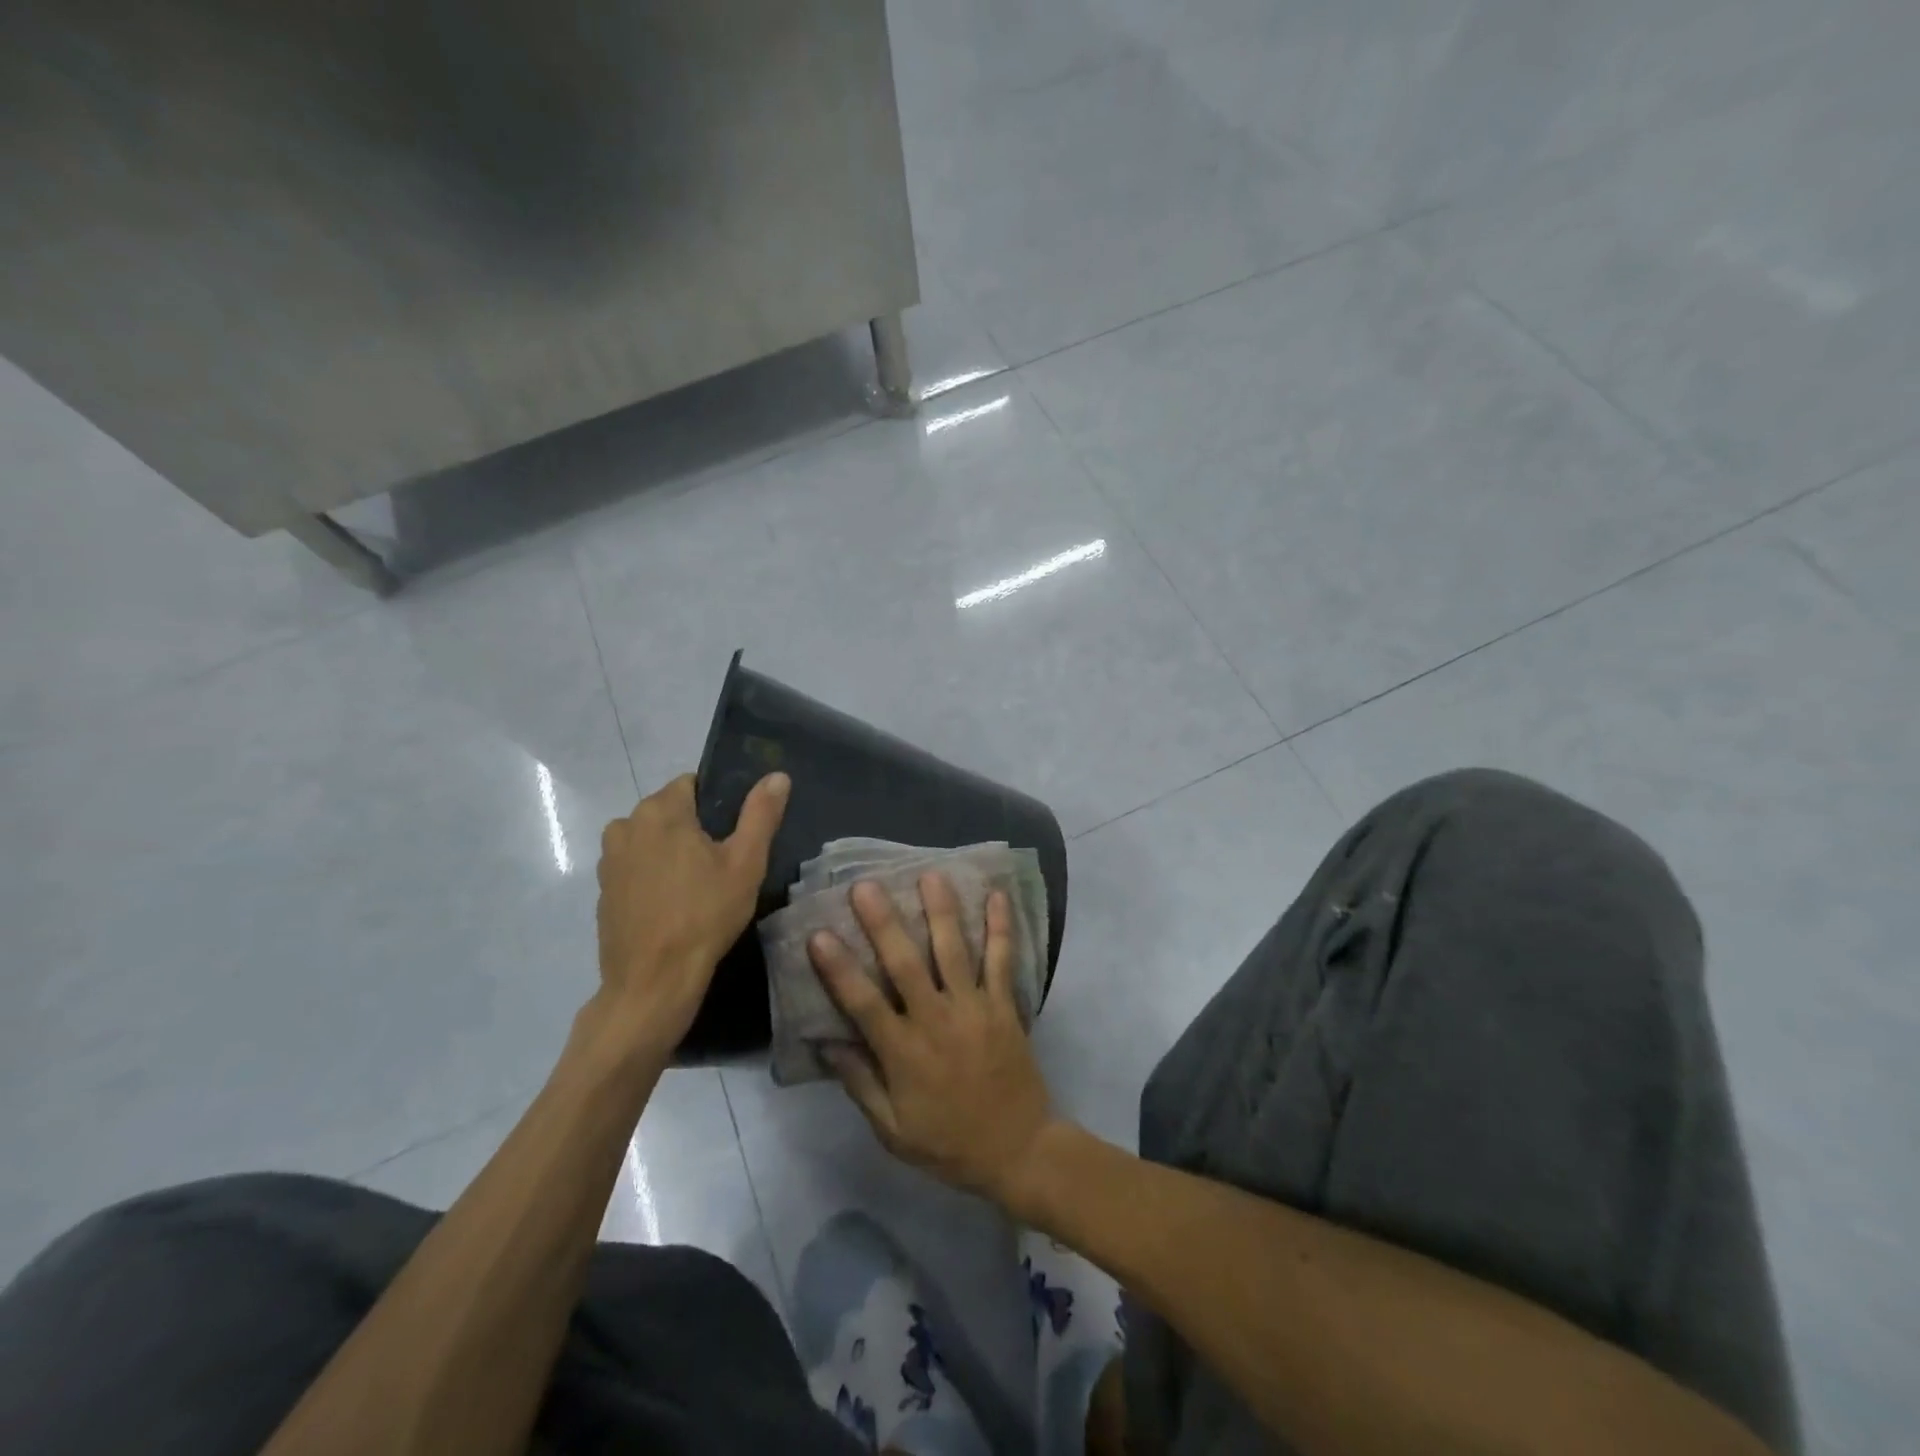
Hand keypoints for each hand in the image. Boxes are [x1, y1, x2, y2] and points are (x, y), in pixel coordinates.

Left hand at [594, 772, 788, 1055]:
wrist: (653, 981)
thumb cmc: (704, 915)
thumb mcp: (746, 863)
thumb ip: (761, 814)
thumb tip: (777, 775)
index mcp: (660, 810)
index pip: (692, 785)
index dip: (717, 805)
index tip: (734, 835)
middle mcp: (625, 825)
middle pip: (669, 811)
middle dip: (694, 828)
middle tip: (723, 863)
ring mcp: (609, 859)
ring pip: (651, 839)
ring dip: (672, 851)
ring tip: (699, 885)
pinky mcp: (603, 889)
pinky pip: (636, 866)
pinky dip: (654, 875)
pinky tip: (674, 903)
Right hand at [808, 874, 1058, 1205]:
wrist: (1018, 1151)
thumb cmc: (948, 1143)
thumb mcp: (892, 1130)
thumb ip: (860, 1083)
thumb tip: (826, 1042)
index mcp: (904, 1053)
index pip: (863, 1003)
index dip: (838, 968)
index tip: (819, 934)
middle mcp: (937, 1020)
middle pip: (905, 964)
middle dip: (884, 923)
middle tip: (866, 885)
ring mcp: (975, 1009)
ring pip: (954, 951)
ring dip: (941, 911)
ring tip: (930, 874)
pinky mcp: (1005, 1006)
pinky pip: (1002, 961)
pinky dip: (1000, 927)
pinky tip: (997, 895)